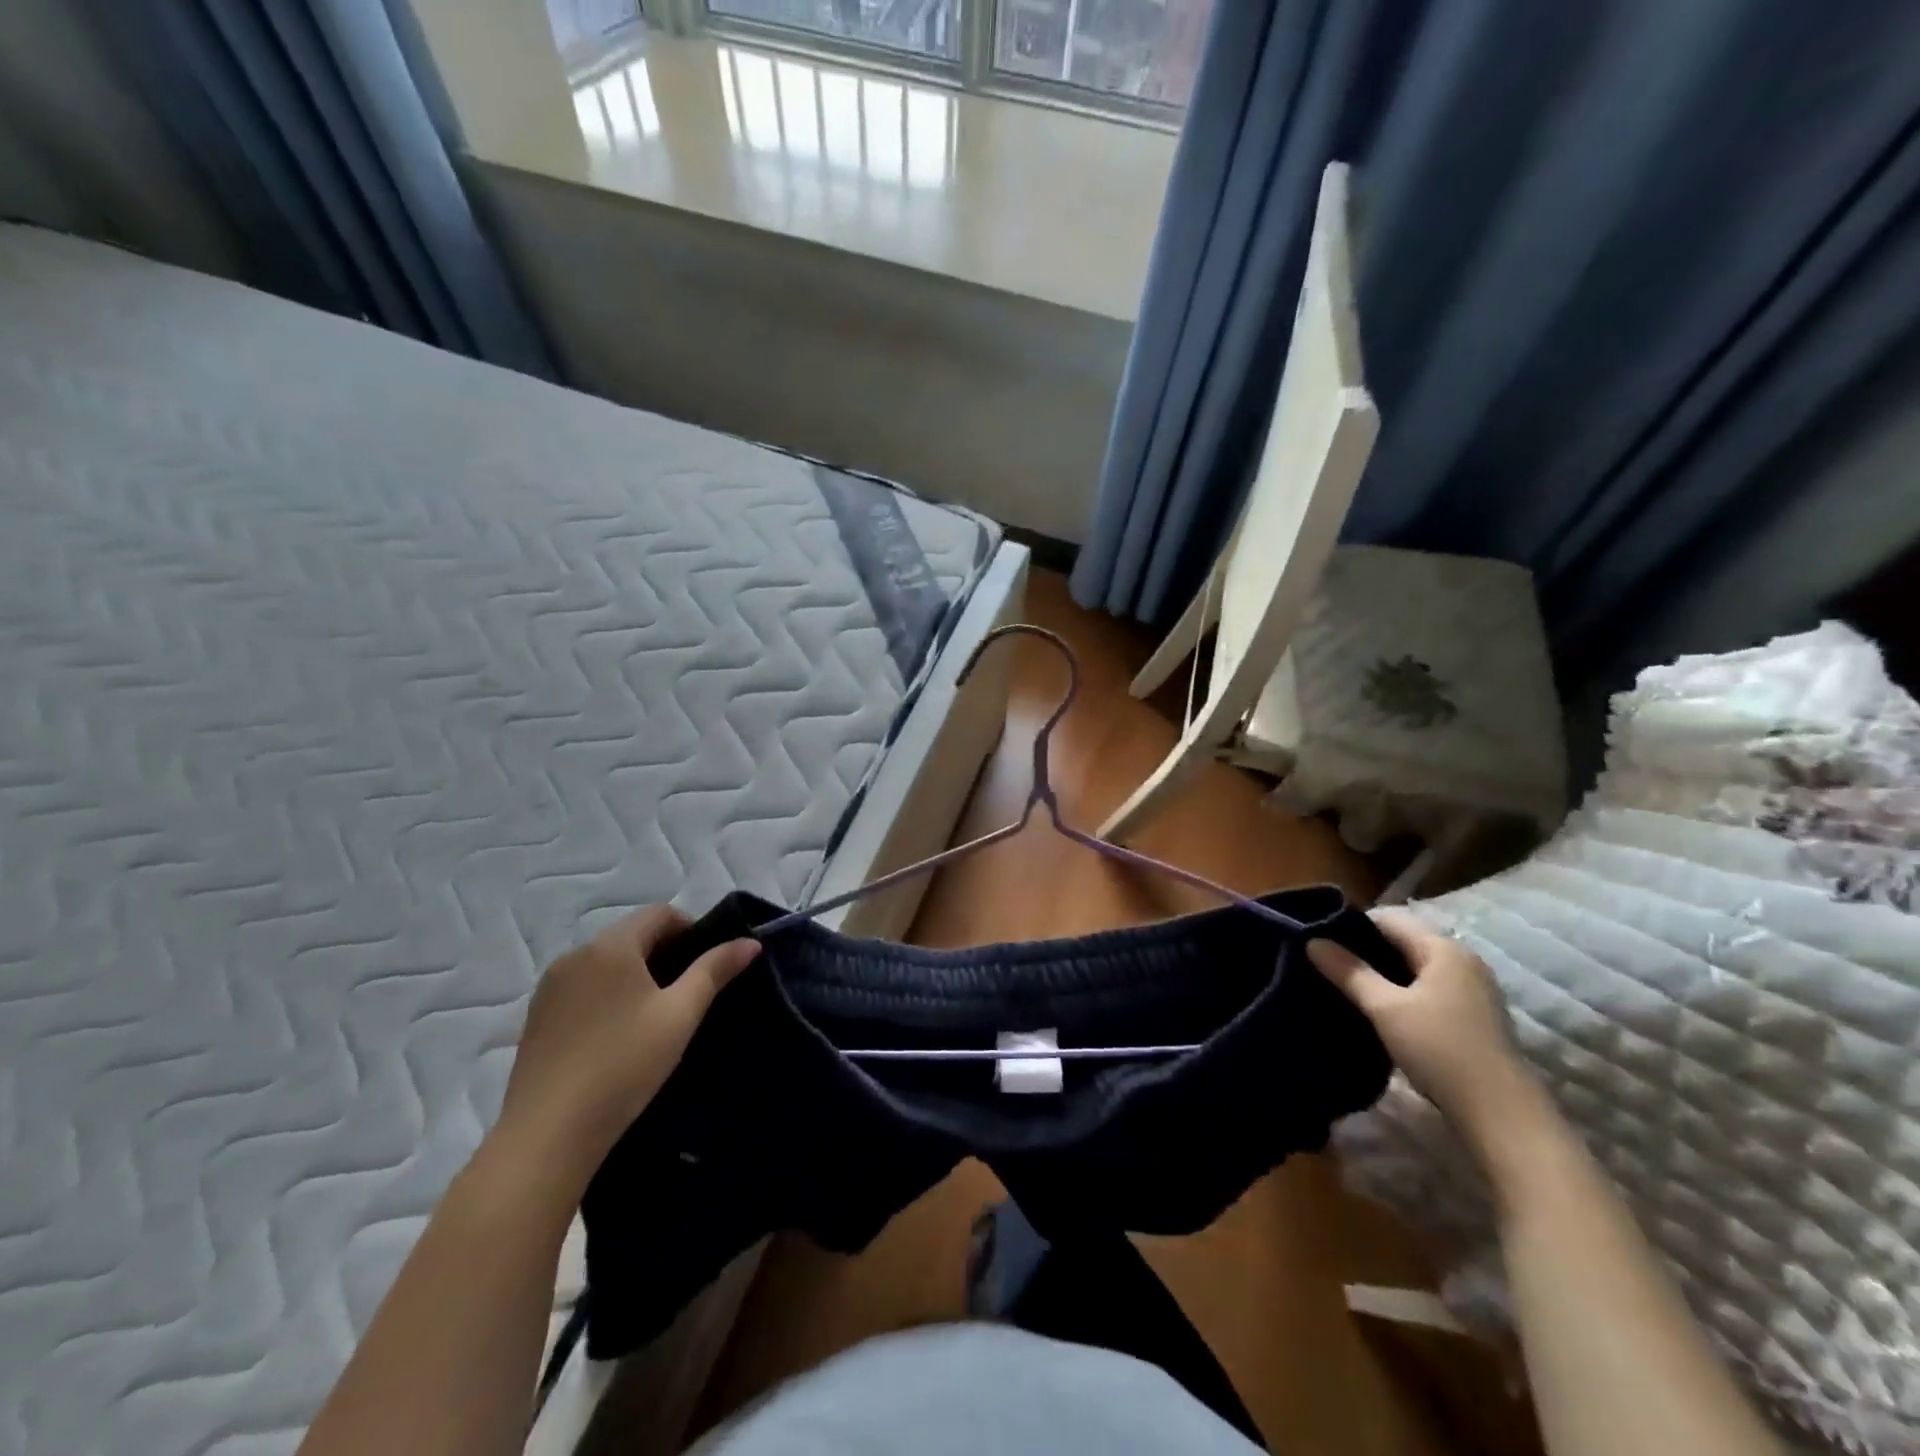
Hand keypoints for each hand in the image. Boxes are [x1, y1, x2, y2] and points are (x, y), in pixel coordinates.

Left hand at [494, 907, 759, 1178]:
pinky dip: (607, 996)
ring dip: (634, 975)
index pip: (660, 913)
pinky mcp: (536, 1018)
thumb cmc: (624, 1064)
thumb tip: (750, 942)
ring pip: (605, 963)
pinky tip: (617, 1036)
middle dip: (664, 953)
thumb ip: (715, 971)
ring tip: (654, 1017)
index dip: (691, 930)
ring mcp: (550, 987)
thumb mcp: (680, 1015)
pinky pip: (582, 988)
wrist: (547, 1135)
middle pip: (631, 935)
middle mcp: (575, 955)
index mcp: (611, 945)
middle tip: (687, 994)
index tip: (707, 965)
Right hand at [1308, 909, 1535, 1150]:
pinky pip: (1428, 988)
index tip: (1320, 942)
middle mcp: (1462, 960)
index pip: (1388, 919)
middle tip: (1327, 965)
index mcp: (1443, 948)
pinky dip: (1403, 992)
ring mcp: (1472, 989)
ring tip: (1347, 987)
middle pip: (1403, 941)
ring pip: (1415, 967)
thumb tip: (1312, 941)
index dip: (1351, 926)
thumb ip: (1349, 972)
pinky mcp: (1474, 1015)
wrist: (1500, 1113)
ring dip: (1383, 974)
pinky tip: (1380, 1010)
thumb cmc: (1439, 1049)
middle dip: (1365, 951)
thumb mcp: (1385, 1008)